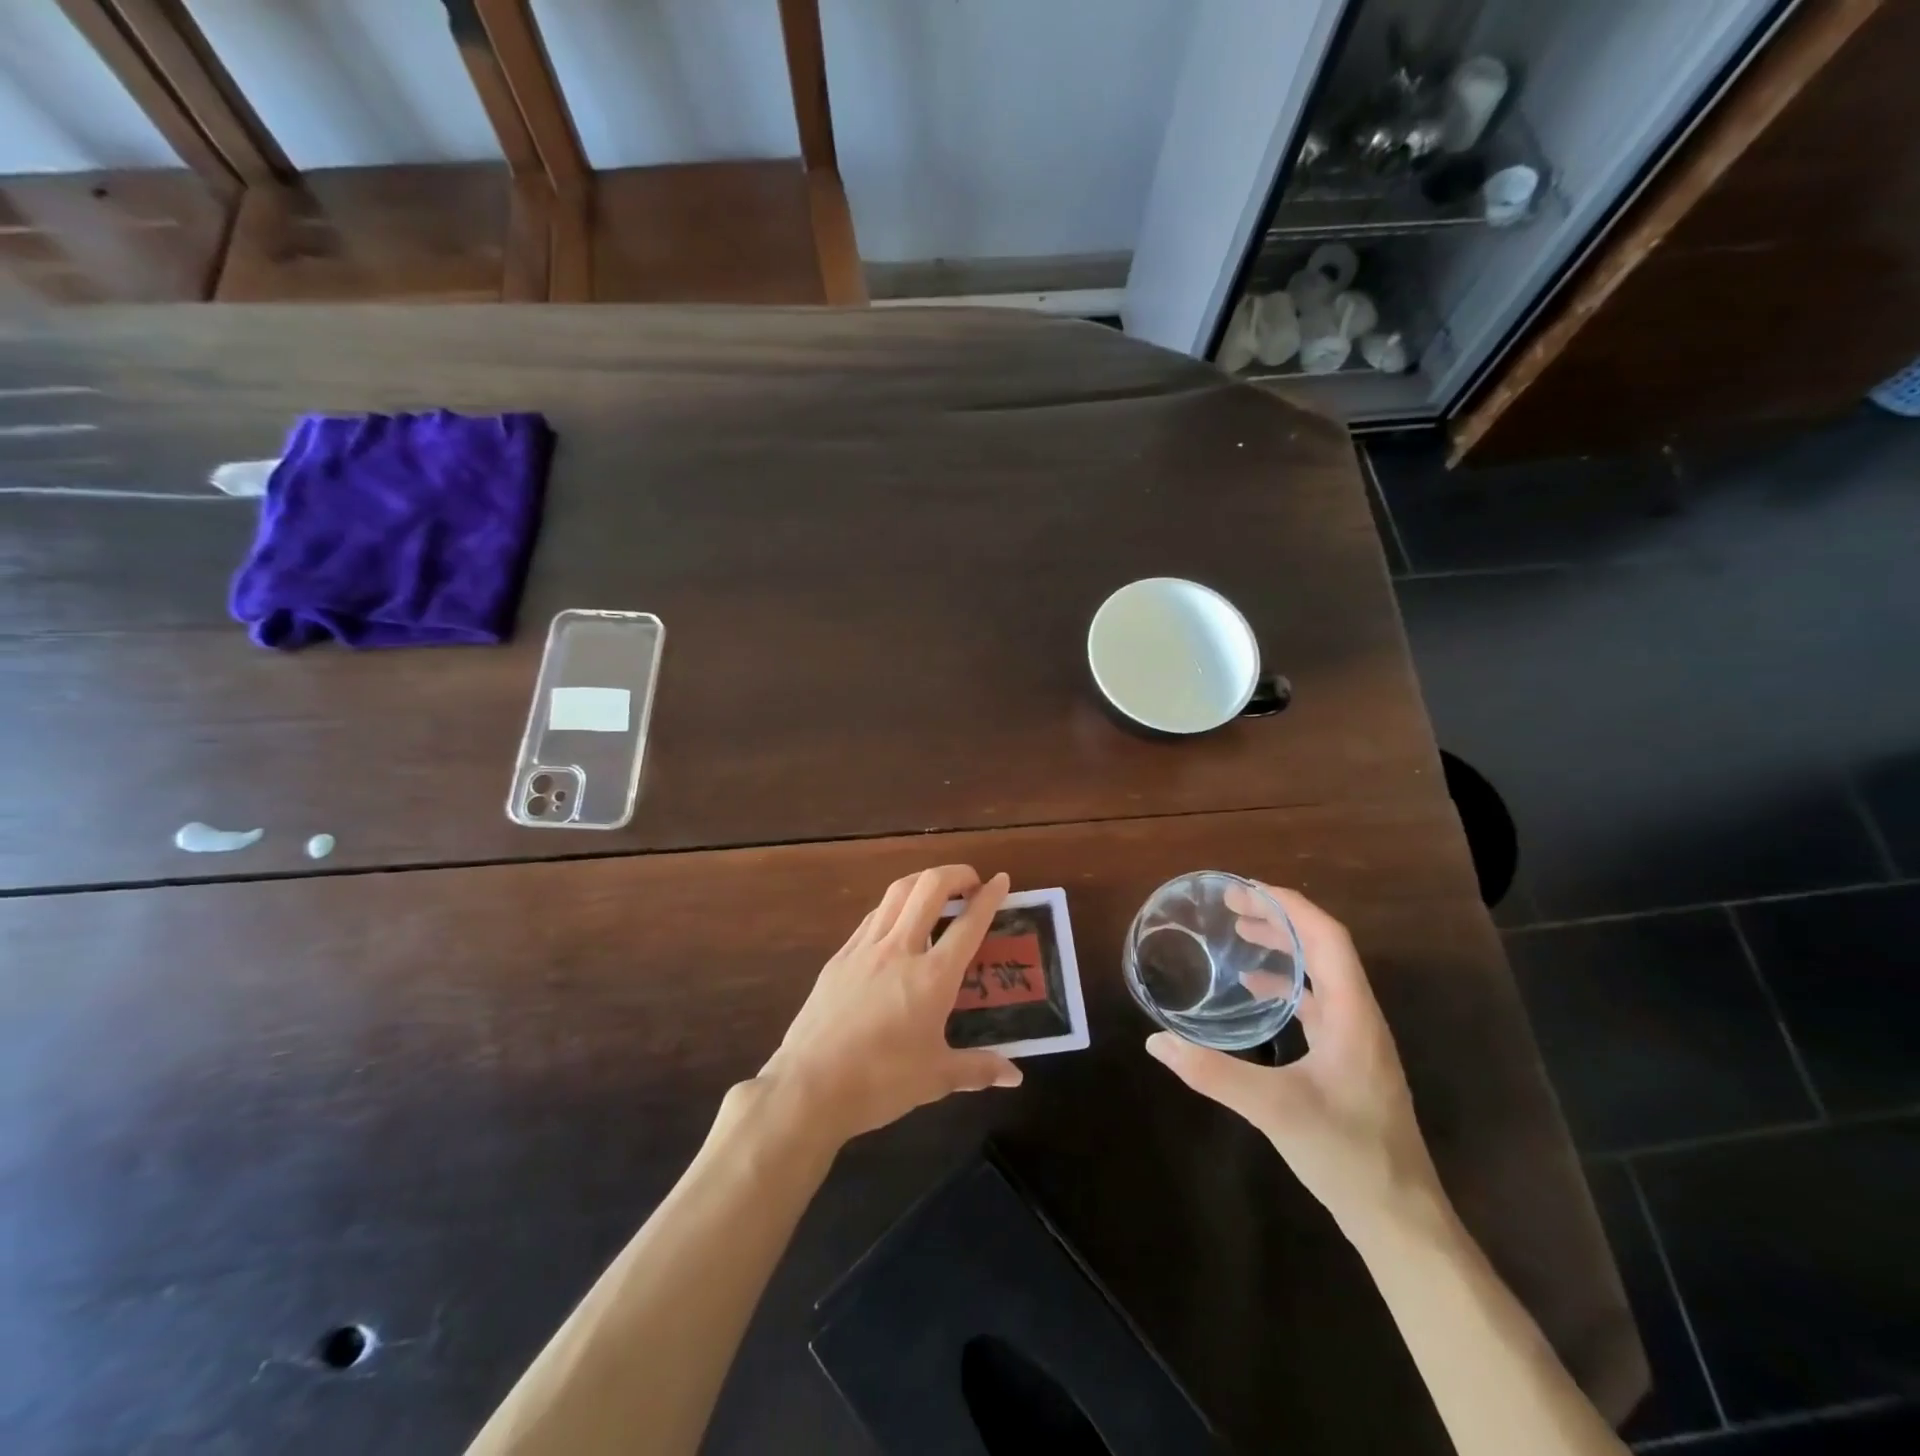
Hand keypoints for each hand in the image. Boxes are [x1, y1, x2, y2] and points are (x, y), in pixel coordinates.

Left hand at [759, 865, 1022, 1148]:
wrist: (809, 1086)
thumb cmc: (880, 1082)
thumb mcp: (936, 1078)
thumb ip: (978, 1069)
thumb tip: (1014, 1076)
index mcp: (932, 977)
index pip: (968, 924)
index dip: (989, 897)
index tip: (1002, 880)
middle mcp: (900, 950)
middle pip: (929, 888)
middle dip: (955, 873)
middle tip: (971, 881)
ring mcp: (865, 949)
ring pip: (897, 893)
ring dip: (922, 881)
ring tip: (936, 889)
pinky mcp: (839, 957)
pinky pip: (872, 917)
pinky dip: (893, 906)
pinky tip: (896, 920)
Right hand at [1144, 884, 1440, 1230]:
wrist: (1400, 1220)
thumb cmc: (1347, 1155)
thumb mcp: (1275, 1110)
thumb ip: (1213, 1074)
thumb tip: (1157, 1043)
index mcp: (1353, 1015)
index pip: (1326, 937)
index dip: (1289, 906)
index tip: (1246, 890)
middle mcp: (1360, 1017)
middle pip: (1324, 948)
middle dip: (1280, 919)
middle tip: (1233, 908)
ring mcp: (1357, 1040)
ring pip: (1321, 974)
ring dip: (1284, 948)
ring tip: (1241, 936)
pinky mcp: (1348, 1061)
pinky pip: (1317, 1003)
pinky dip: (1286, 984)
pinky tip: (1255, 992)